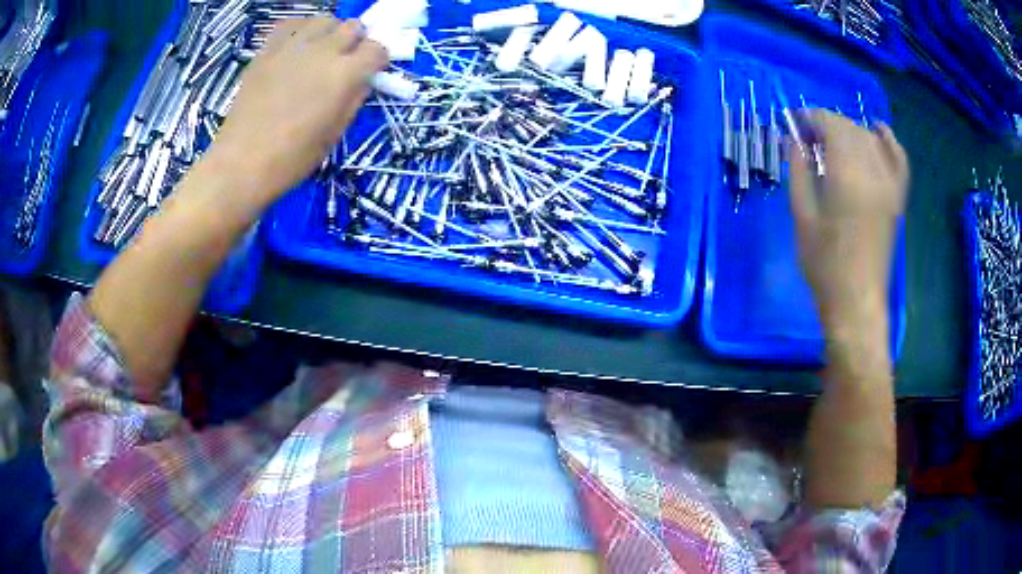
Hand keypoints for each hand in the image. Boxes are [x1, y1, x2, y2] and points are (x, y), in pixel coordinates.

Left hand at [209, 17, 387, 204]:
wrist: (241, 163)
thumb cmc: (292, 158)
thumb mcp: (334, 134)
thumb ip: (353, 99)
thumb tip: (362, 80)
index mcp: (345, 75)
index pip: (377, 49)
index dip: (377, 61)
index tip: (370, 72)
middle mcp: (323, 51)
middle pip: (354, 27)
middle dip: (356, 42)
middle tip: (345, 62)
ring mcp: (293, 47)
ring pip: (324, 20)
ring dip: (330, 33)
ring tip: (320, 52)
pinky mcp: (268, 50)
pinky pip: (292, 24)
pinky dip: (300, 30)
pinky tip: (296, 48)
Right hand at [789, 110, 908, 334]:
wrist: (856, 301)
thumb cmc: (824, 264)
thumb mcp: (801, 216)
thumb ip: (798, 171)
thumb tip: (794, 140)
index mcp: (847, 177)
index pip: (831, 126)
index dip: (810, 117)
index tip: (794, 122)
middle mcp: (873, 173)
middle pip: (850, 128)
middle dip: (826, 124)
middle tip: (807, 137)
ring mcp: (890, 184)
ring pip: (870, 138)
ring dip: (849, 131)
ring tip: (832, 141)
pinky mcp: (898, 197)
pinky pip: (899, 158)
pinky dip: (888, 139)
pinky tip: (877, 130)